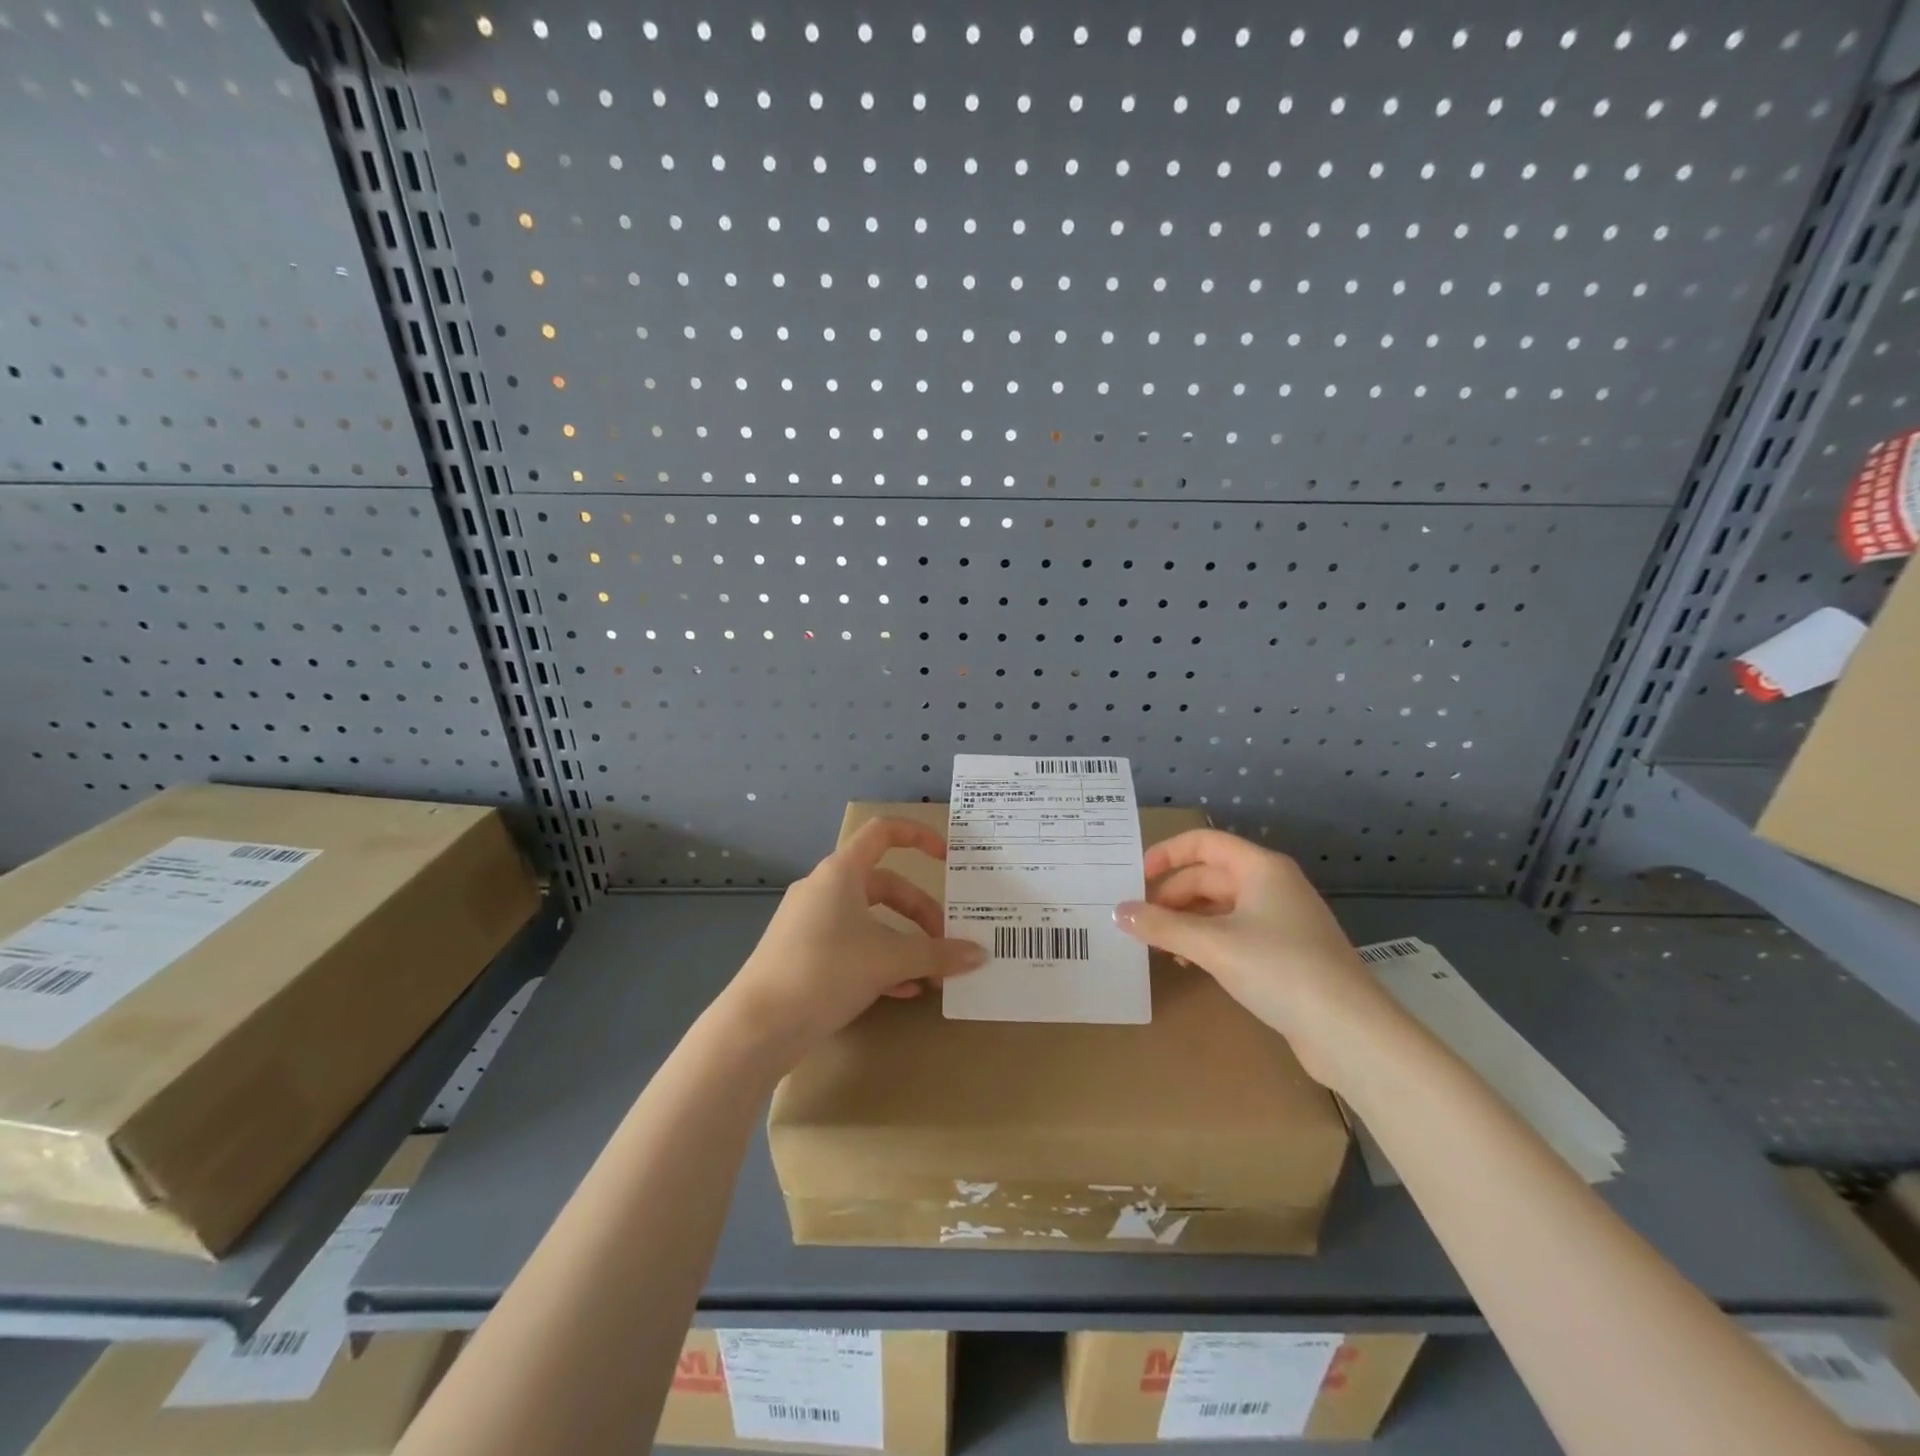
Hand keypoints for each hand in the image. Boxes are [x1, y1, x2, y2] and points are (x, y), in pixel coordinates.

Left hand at [723, 817, 985, 1063]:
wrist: (756, 1027)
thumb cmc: (824, 972)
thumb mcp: (888, 960)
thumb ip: (937, 954)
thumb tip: (979, 954)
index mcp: (841, 872)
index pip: (883, 832)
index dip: (919, 837)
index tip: (948, 858)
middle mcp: (824, 889)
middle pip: (884, 885)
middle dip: (920, 912)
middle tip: (945, 942)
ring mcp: (810, 923)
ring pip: (869, 920)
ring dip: (903, 942)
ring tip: (930, 974)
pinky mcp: (803, 955)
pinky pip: (852, 947)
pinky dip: (880, 961)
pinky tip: (903, 991)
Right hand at [1114, 828, 1393, 1086]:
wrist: (1350, 1032)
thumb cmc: (1279, 969)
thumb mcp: (1212, 945)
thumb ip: (1161, 926)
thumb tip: (1118, 912)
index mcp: (1260, 868)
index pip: (1203, 842)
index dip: (1166, 854)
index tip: (1134, 878)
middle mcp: (1272, 885)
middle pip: (1208, 876)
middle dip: (1171, 896)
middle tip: (1139, 923)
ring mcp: (1281, 920)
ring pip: (1219, 907)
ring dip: (1186, 922)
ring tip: (1160, 947)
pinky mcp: (1285, 953)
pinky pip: (1234, 932)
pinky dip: (1207, 941)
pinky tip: (1191, 964)